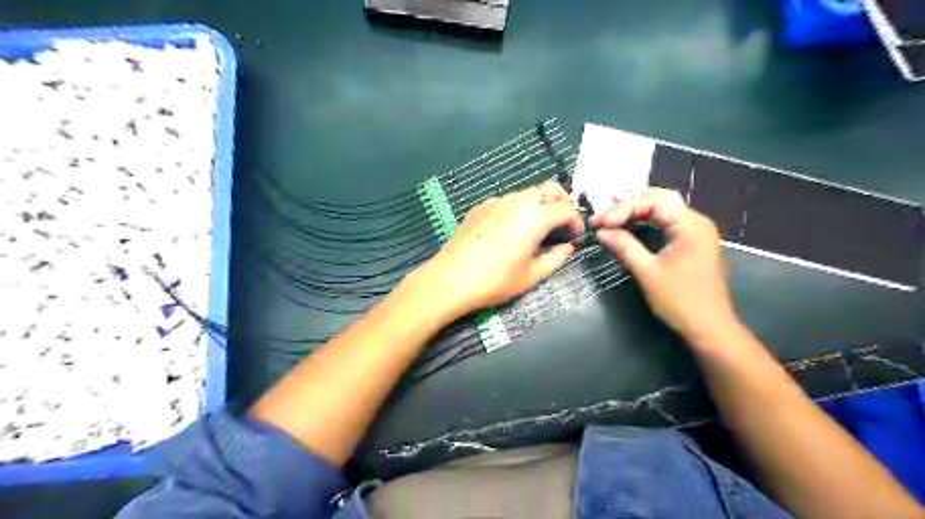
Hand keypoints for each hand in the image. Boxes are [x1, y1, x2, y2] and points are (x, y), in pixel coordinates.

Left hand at [401, 180, 578, 321]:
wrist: (450, 279)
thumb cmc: (494, 281)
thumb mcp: (531, 276)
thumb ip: (556, 258)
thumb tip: (567, 247)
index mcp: (535, 217)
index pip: (566, 209)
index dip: (576, 223)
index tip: (575, 238)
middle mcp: (518, 201)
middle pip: (550, 189)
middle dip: (562, 204)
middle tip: (561, 227)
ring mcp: (496, 201)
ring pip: (528, 192)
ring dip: (540, 205)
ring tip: (538, 230)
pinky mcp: (480, 207)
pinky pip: (508, 200)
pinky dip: (519, 209)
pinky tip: (511, 230)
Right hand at [592, 188, 737, 341]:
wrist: (709, 327)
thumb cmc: (679, 300)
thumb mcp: (647, 272)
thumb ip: (624, 246)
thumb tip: (601, 231)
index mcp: (690, 225)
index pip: (653, 202)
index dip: (624, 208)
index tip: (601, 223)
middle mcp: (697, 221)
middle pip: (660, 198)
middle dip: (629, 204)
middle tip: (604, 217)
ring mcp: (697, 231)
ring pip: (664, 207)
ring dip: (637, 209)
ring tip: (612, 216)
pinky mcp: (693, 241)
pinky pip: (668, 220)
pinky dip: (647, 219)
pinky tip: (630, 224)